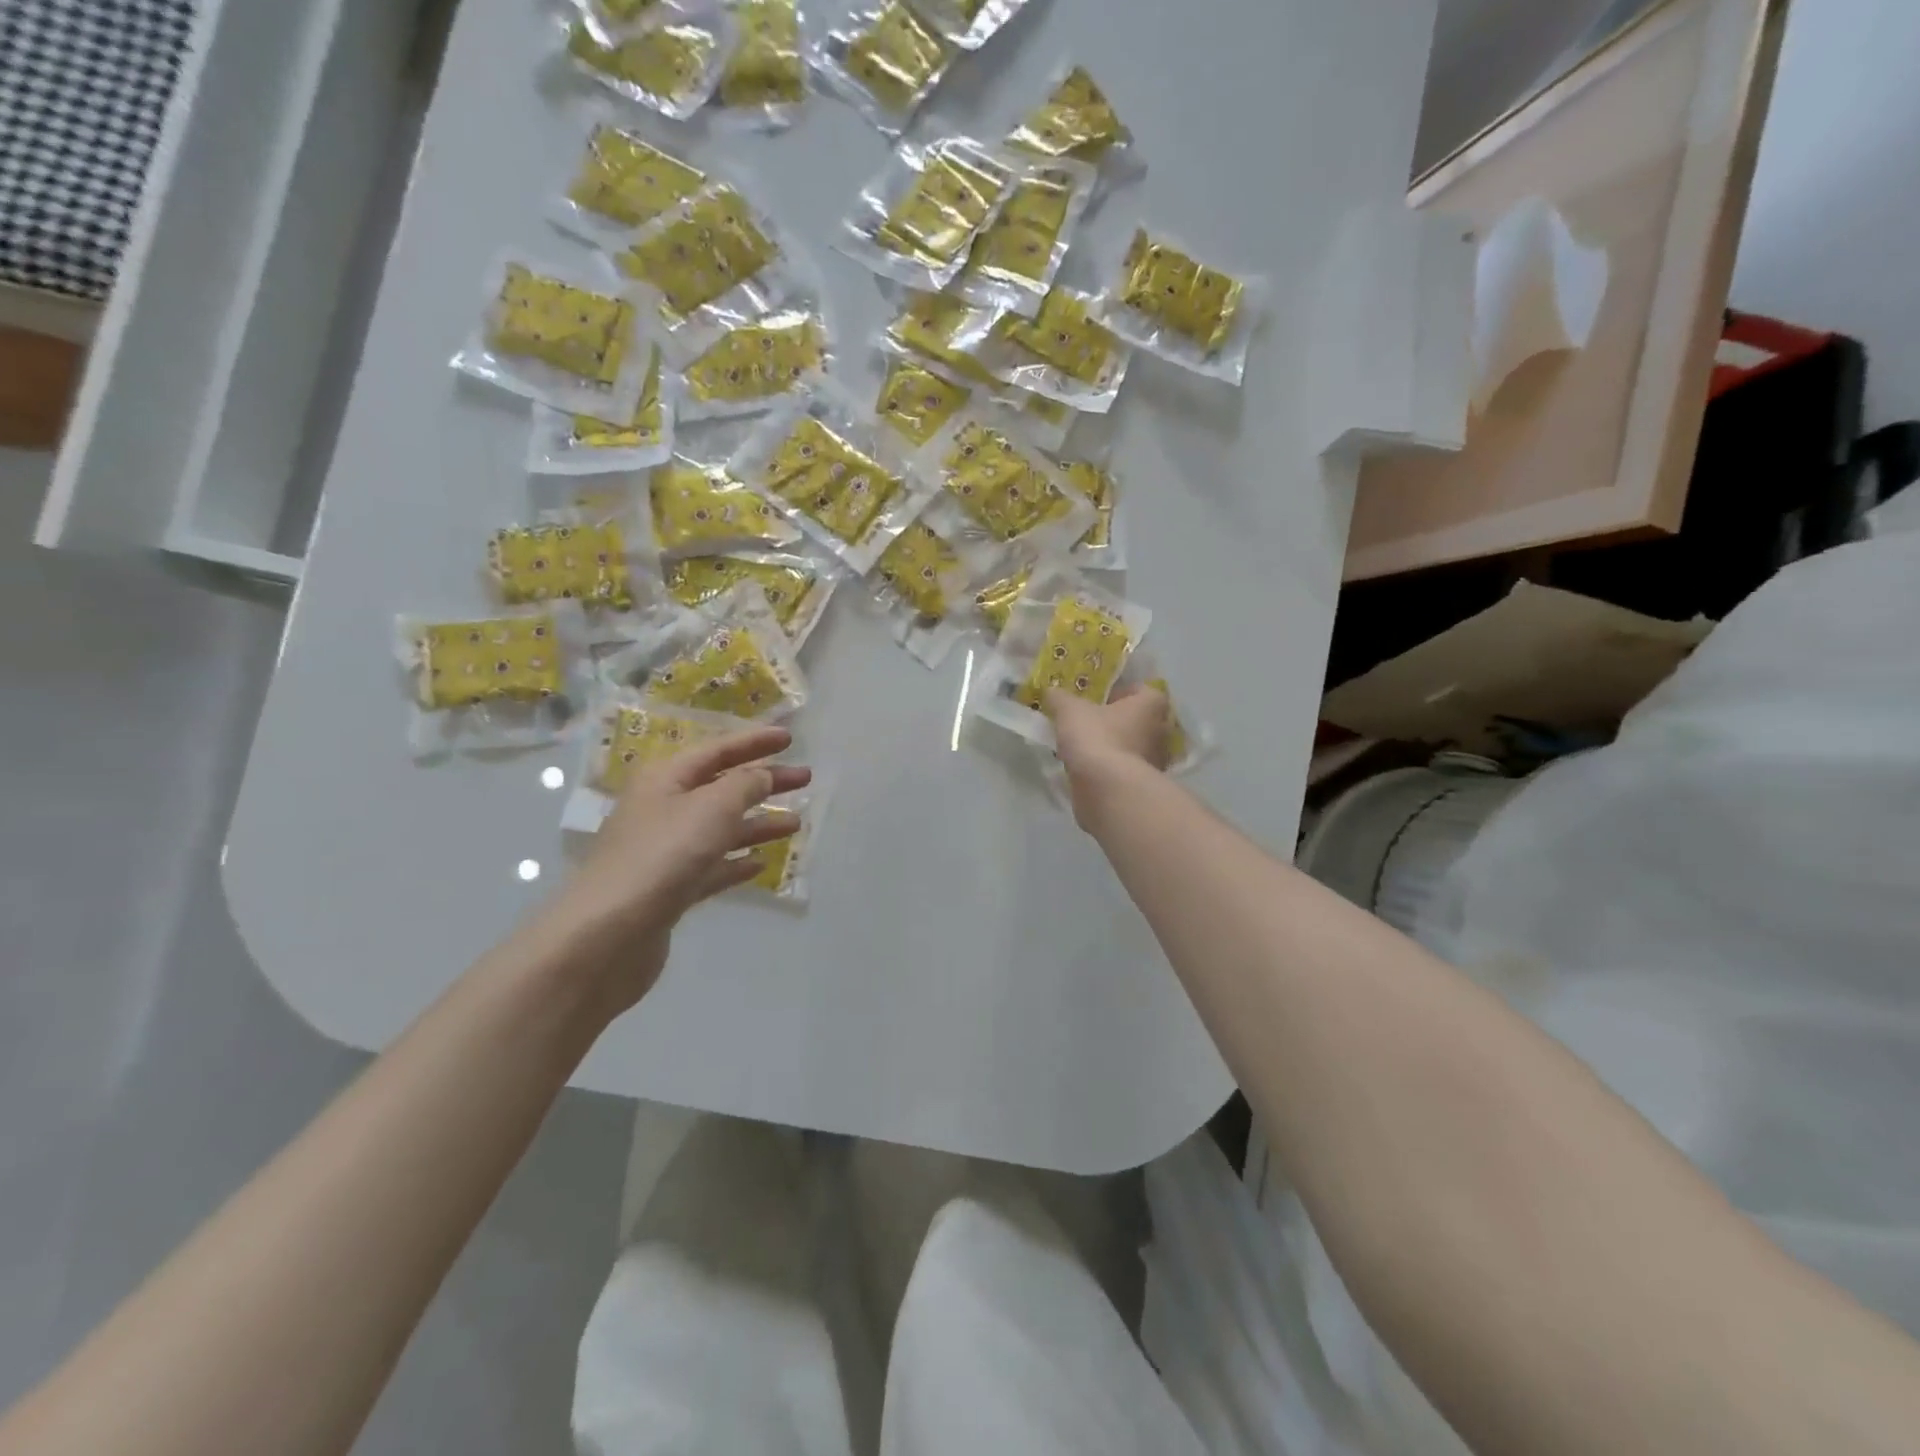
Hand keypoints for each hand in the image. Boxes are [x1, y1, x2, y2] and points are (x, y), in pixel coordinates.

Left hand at [536, 726, 811, 1014]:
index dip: (754, 742)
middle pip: (722, 787)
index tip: (789, 738)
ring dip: (757, 823)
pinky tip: (760, 863)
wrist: (608, 935)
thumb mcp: (711, 808)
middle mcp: (663, 809)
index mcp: (665, 779)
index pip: (717, 750)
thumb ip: (744, 786)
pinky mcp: (670, 889)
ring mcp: (666, 851)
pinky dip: (736, 861)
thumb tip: (762, 775)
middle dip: (764, 782)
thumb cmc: (662, 856)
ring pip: (721, 828)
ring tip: (795, 824)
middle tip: (805, 779)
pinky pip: (711, 867)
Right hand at [1045, 685, 1170, 831]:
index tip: (1100, 700)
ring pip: (1134, 747)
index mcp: (1151, 706)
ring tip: (1086, 749)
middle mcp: (1161, 732)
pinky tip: (1089, 771)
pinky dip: (1111, 769)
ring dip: (1115, 747)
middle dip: (1119, 721)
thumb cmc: (1096, 738)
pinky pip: (1125, 770)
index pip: (1143, 690)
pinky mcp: (1142, 786)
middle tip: (1091, 723)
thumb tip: (1051, 691)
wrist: (1106, 790)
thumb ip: (1060, 698)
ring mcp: (1155, 762)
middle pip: (1140, 720)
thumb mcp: (1069, 710)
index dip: (1122, 692)